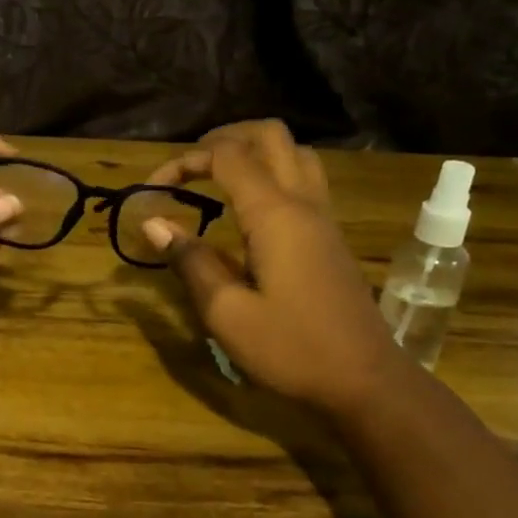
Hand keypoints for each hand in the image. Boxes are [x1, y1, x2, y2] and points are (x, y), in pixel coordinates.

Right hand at [141, 120, 401, 418]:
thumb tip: (154, 224)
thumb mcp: (226, 313)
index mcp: (275, 215)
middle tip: (189, 165)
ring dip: (254, 151)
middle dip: (224, 138)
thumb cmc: (291, 349)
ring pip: (295, 152)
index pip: (227, 157)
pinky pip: (304, 180)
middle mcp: (304, 203)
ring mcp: (324, 217)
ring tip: (218, 176)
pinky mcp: (331, 236)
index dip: (185, 161)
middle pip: (270, 136)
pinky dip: (272, 173)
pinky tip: (248, 208)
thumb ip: (190, 261)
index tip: (152, 190)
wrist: (365, 381)